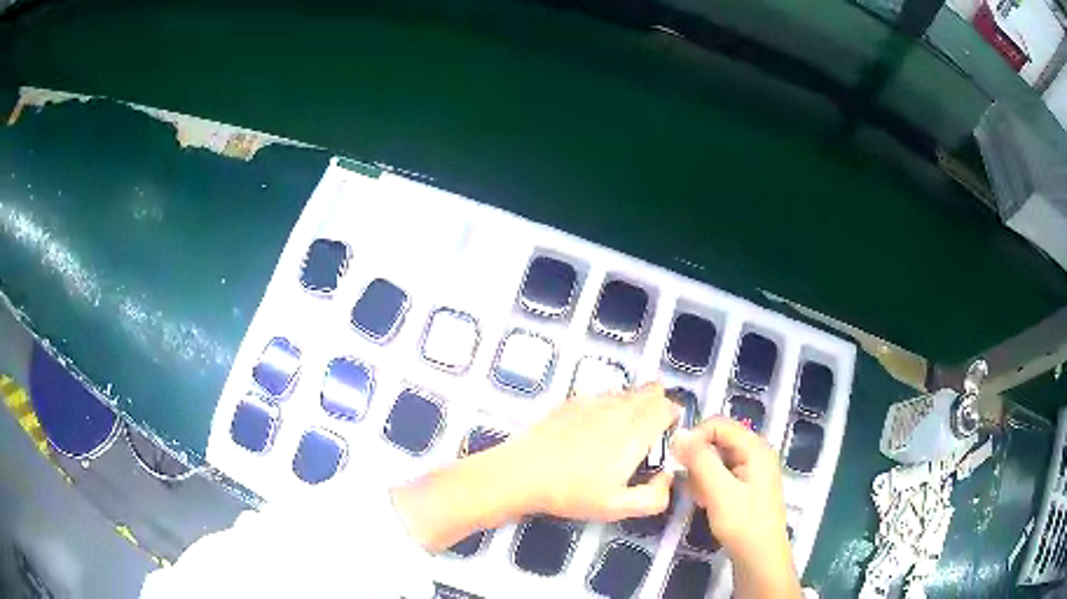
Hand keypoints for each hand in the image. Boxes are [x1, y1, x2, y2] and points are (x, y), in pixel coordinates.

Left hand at [392, 384, 678, 551]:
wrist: (523, 474)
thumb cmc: (573, 493)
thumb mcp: (618, 507)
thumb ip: (654, 497)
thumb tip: (667, 477)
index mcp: (635, 433)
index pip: (666, 407)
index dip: (673, 415)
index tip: (668, 431)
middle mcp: (618, 410)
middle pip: (649, 392)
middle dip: (657, 402)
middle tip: (652, 426)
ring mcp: (592, 402)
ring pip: (625, 392)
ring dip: (634, 401)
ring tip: (627, 425)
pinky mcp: (571, 402)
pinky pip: (601, 394)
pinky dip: (609, 403)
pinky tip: (597, 423)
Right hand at [672, 417, 799, 598]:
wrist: (760, 558)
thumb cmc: (743, 523)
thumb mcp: (718, 490)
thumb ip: (700, 460)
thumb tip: (679, 433)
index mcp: (755, 447)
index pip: (718, 424)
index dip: (695, 437)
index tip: (678, 461)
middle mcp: (756, 453)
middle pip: (718, 441)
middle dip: (698, 459)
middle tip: (690, 485)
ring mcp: (753, 471)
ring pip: (718, 460)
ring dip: (702, 475)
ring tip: (699, 498)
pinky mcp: (748, 487)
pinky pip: (723, 475)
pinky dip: (710, 485)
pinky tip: (706, 503)